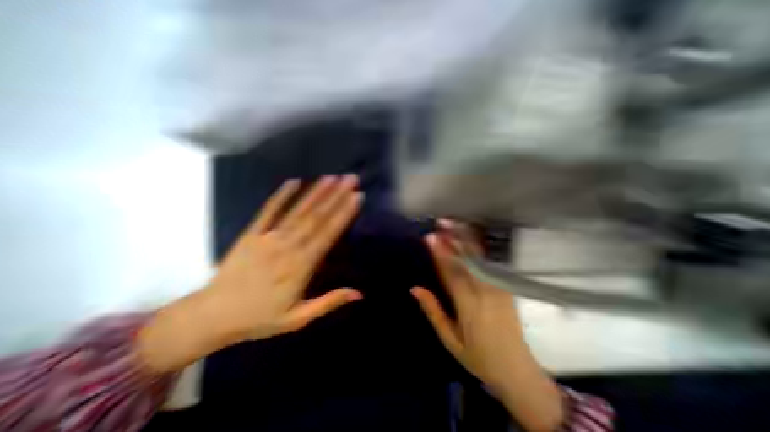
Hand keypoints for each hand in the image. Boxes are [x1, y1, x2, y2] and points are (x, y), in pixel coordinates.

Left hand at [203, 176, 363, 339]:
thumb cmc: (259, 318)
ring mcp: (268, 238)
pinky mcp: (250, 234)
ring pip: (297, 212)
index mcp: (300, 267)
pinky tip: (293, 182)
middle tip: (350, 179)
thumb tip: (359, 293)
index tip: (356, 197)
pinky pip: (267, 212)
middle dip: (336, 196)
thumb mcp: (297, 319)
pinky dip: (280, 196)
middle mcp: (287, 247)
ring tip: (331, 177)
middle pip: (316, 217)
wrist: (211, 316)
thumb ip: (328, 303)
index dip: (343, 215)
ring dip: (315, 193)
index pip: (328, 235)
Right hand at [412, 222, 564, 431]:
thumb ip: (433, 311)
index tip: (430, 237)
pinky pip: (492, 263)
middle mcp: (485, 292)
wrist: (517, 371)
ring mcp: (499, 288)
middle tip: (442, 222)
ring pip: (481, 257)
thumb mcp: (449, 339)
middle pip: (468, 259)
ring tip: (455, 224)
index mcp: (468, 305)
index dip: (440, 252)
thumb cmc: (477, 357)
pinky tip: (473, 237)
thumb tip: (414, 288)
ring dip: (467, 238)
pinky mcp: (507, 288)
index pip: (451, 272)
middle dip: (454, 238)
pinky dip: (480, 247)